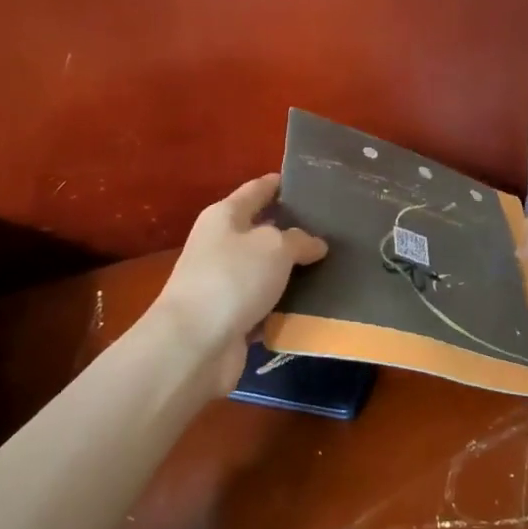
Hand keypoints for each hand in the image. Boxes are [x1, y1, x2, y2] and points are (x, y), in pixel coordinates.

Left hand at [150, 173, 327, 394]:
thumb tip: (314, 244)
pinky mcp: (230, 318)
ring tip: (333, 267)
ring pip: (266, 271)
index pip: (257, 190)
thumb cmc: (232, 279)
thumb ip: (299, 239)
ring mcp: (223, 283)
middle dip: (294, 231)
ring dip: (293, 273)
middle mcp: (221, 244)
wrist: (193, 345)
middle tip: (334, 229)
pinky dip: (284, 306)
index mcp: (224, 215)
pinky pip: (265, 304)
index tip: (310, 183)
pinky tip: (314, 305)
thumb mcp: (274, 247)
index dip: (281, 184)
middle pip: (263, 231)